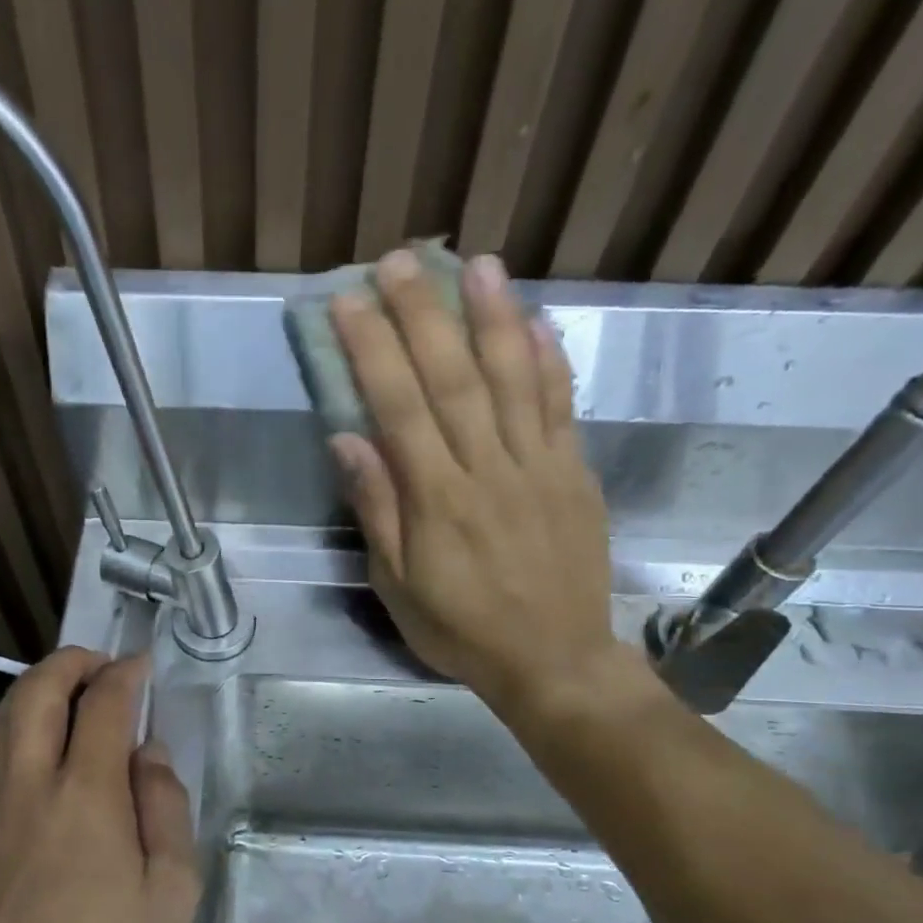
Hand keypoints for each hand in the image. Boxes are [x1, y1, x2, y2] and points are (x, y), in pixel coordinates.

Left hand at [0, 650, 200, 922]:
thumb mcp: (172, 892)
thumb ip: (165, 808)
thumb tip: (147, 752)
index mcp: (84, 794)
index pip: (103, 704)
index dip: (124, 674)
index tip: (140, 664)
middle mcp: (25, 786)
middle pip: (36, 693)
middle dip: (69, 663)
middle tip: (98, 664)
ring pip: (0, 722)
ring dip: (33, 691)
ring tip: (63, 693)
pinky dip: (10, 731)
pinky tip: (28, 749)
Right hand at [328, 249, 644, 724]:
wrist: (553, 661)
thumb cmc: (461, 629)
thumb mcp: (398, 586)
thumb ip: (378, 510)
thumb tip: (348, 441)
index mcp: (439, 501)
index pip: (400, 409)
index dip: (374, 350)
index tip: (349, 303)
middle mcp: (489, 470)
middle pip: (454, 379)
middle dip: (424, 315)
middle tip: (400, 261)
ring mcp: (540, 467)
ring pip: (515, 379)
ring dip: (493, 317)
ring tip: (477, 264)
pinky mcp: (575, 473)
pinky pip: (563, 407)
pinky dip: (551, 360)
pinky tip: (536, 320)